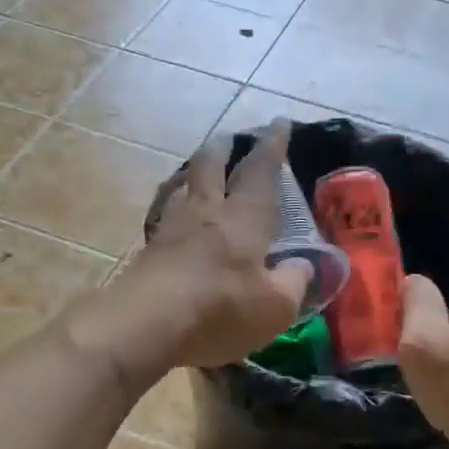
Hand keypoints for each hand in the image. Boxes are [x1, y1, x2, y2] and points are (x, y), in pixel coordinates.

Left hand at [78, 121, 311, 380]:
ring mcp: (171, 229)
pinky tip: (175, 220)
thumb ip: (293, 282)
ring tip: (198, 174)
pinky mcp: (148, 252)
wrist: (146, 325)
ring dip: (193, 175)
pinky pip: (165, 218)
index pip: (261, 171)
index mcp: (244, 218)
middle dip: (223, 149)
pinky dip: (175, 209)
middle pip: (210, 166)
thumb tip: (302, 265)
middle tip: (228, 139)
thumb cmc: (220, 310)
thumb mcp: (275, 307)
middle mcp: (206, 212)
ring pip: (183, 188)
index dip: (272, 146)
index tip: (279, 123)